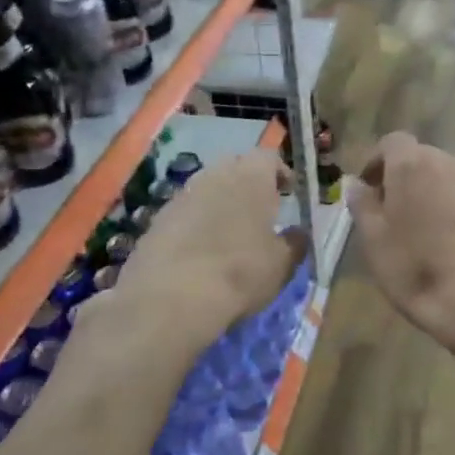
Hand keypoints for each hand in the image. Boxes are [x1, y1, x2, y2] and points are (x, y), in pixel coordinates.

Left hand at [112, 150, 306, 331]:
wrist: (171, 297)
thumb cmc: (240, 272)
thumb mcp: (282, 264)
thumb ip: (294, 243)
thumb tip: (298, 234)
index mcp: (251, 177)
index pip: (268, 157)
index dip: (280, 172)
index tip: (289, 190)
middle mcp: (214, 176)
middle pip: (234, 167)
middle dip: (248, 183)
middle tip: (260, 210)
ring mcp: (180, 196)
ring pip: (206, 189)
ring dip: (220, 203)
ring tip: (230, 233)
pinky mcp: (156, 220)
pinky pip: (184, 213)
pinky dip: (195, 224)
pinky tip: (200, 252)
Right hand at [348, 132, 454, 355]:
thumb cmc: (415, 268)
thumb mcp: (373, 239)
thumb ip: (362, 203)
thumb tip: (357, 184)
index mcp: (413, 164)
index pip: (391, 142)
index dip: (376, 162)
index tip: (369, 190)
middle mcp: (448, 163)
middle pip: (420, 158)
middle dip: (403, 177)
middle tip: (390, 212)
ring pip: (444, 177)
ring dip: (429, 192)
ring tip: (419, 229)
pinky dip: (452, 208)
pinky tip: (448, 241)